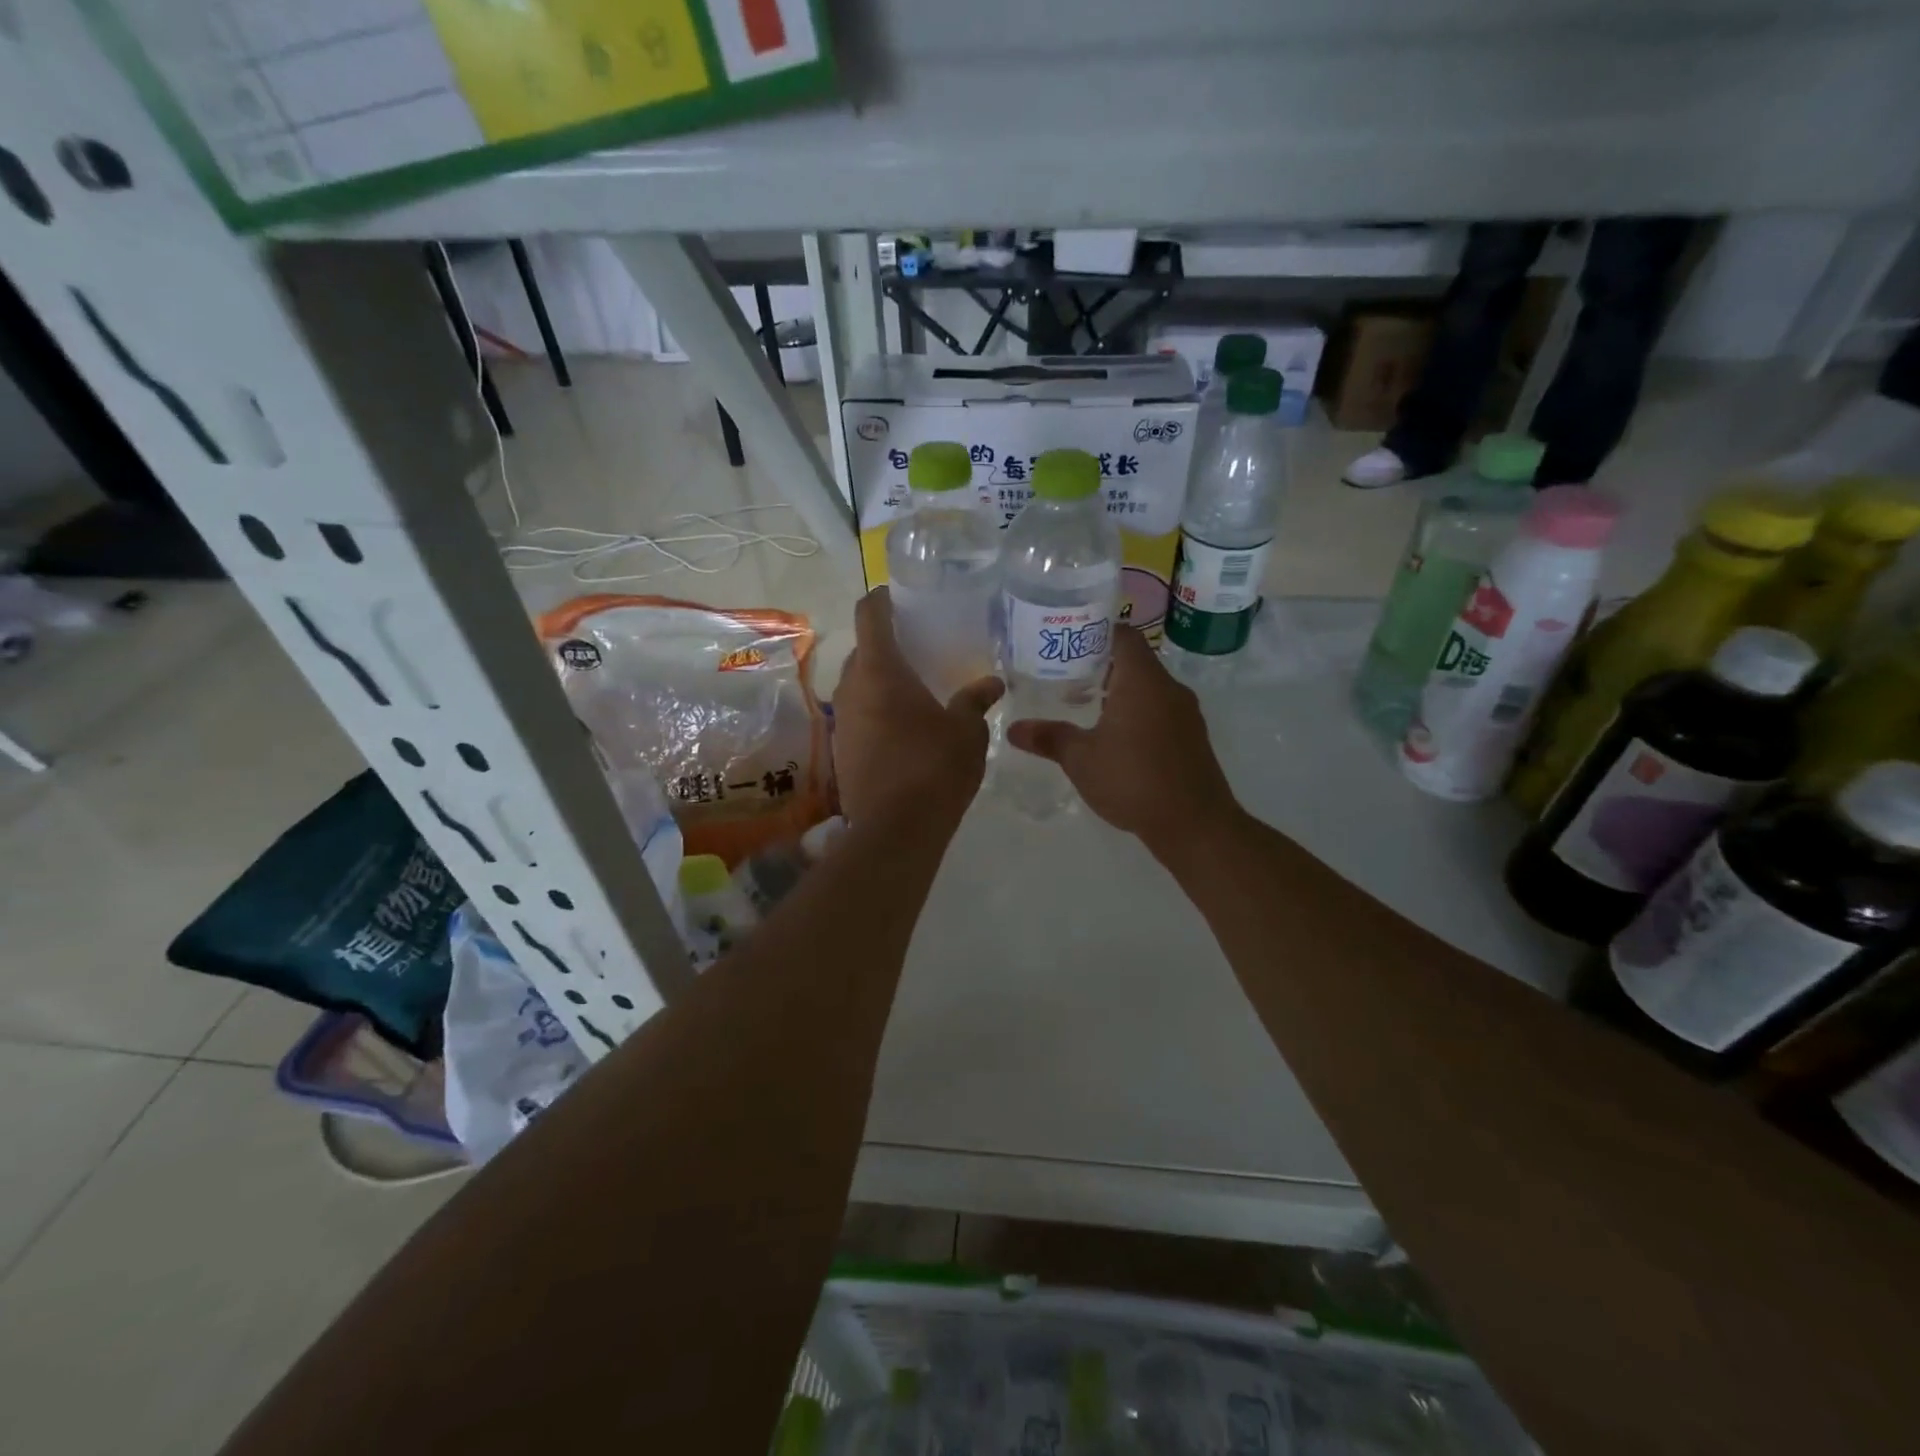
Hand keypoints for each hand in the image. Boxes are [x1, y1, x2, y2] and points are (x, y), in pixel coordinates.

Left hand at [832, 588, 1002, 827]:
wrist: (896, 829)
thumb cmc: (935, 767)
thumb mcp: (967, 731)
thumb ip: (976, 701)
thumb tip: (991, 683)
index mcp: (880, 671)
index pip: (870, 615)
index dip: (883, 599)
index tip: (901, 598)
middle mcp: (851, 689)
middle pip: (863, 651)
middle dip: (886, 644)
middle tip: (919, 647)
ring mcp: (843, 722)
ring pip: (858, 686)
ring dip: (880, 681)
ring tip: (914, 689)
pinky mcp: (842, 751)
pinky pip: (858, 716)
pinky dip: (876, 711)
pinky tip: (904, 729)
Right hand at [1006, 626, 1239, 852]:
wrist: (1194, 824)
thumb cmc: (1133, 780)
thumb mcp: (1081, 759)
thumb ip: (1048, 738)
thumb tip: (1013, 729)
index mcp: (1142, 680)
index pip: (1122, 634)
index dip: (1095, 631)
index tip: (1067, 641)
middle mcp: (1168, 688)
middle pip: (1134, 659)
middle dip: (1100, 664)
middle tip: (1066, 675)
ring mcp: (1185, 713)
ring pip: (1148, 687)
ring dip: (1119, 690)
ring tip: (1084, 705)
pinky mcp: (1191, 737)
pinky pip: (1160, 709)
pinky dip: (1136, 712)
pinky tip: (1114, 736)